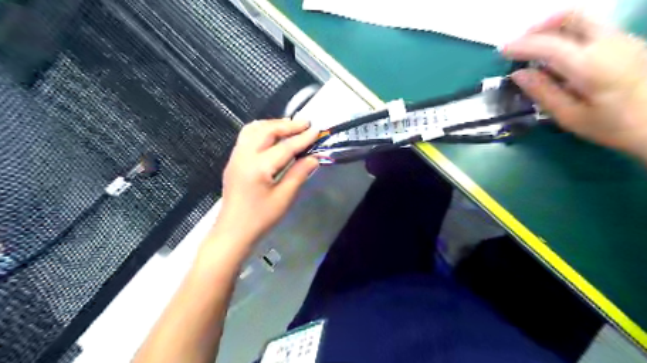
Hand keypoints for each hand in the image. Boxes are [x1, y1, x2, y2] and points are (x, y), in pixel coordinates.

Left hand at [215, 119, 318, 248]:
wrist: (233, 231)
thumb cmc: (260, 218)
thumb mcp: (284, 198)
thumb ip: (298, 174)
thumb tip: (313, 158)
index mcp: (258, 167)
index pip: (285, 147)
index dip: (302, 138)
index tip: (316, 130)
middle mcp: (244, 156)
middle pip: (266, 130)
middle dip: (287, 125)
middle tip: (305, 123)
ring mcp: (236, 157)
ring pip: (253, 129)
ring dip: (273, 125)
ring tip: (290, 127)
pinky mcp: (233, 161)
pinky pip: (247, 136)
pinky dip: (262, 130)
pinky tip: (272, 136)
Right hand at [502, 10, 646, 159]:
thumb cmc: (616, 126)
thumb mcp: (571, 117)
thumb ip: (543, 92)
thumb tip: (518, 74)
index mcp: (590, 65)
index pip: (548, 45)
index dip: (521, 46)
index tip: (501, 52)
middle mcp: (608, 43)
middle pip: (569, 17)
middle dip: (538, 27)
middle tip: (520, 45)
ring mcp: (622, 39)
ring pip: (582, 20)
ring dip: (553, 29)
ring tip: (534, 50)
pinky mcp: (628, 43)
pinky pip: (591, 28)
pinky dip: (567, 35)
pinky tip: (558, 55)